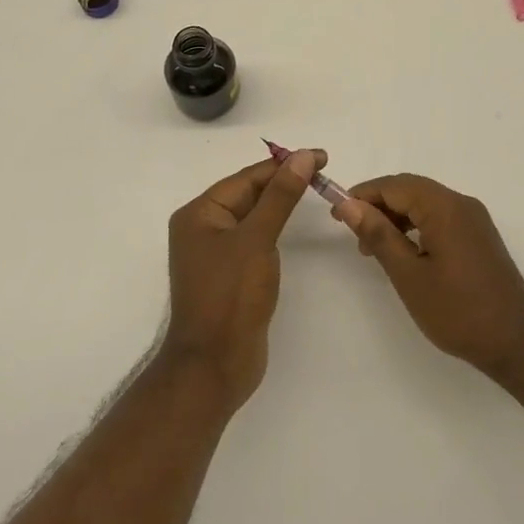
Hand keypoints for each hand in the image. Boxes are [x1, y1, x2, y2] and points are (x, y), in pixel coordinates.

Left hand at [162, 150, 322, 409]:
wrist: (214, 366)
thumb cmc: (230, 296)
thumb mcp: (257, 239)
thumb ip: (281, 196)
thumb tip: (303, 156)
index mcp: (199, 214)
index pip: (247, 178)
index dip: (285, 165)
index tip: (321, 156)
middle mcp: (202, 229)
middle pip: (248, 195)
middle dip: (284, 183)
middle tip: (324, 174)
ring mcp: (214, 254)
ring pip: (252, 218)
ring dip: (280, 204)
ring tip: (315, 192)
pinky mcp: (229, 276)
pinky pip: (254, 240)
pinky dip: (274, 230)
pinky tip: (292, 228)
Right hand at [334, 174, 523, 379]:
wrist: (517, 342)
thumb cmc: (458, 310)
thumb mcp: (409, 275)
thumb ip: (379, 235)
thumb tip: (349, 205)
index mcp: (445, 207)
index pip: (395, 185)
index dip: (363, 195)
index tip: (337, 215)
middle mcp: (462, 203)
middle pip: (411, 190)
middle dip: (378, 206)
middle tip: (354, 235)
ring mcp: (474, 219)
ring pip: (425, 204)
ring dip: (396, 217)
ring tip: (373, 248)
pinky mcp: (479, 236)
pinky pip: (440, 217)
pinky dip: (416, 227)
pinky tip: (403, 253)